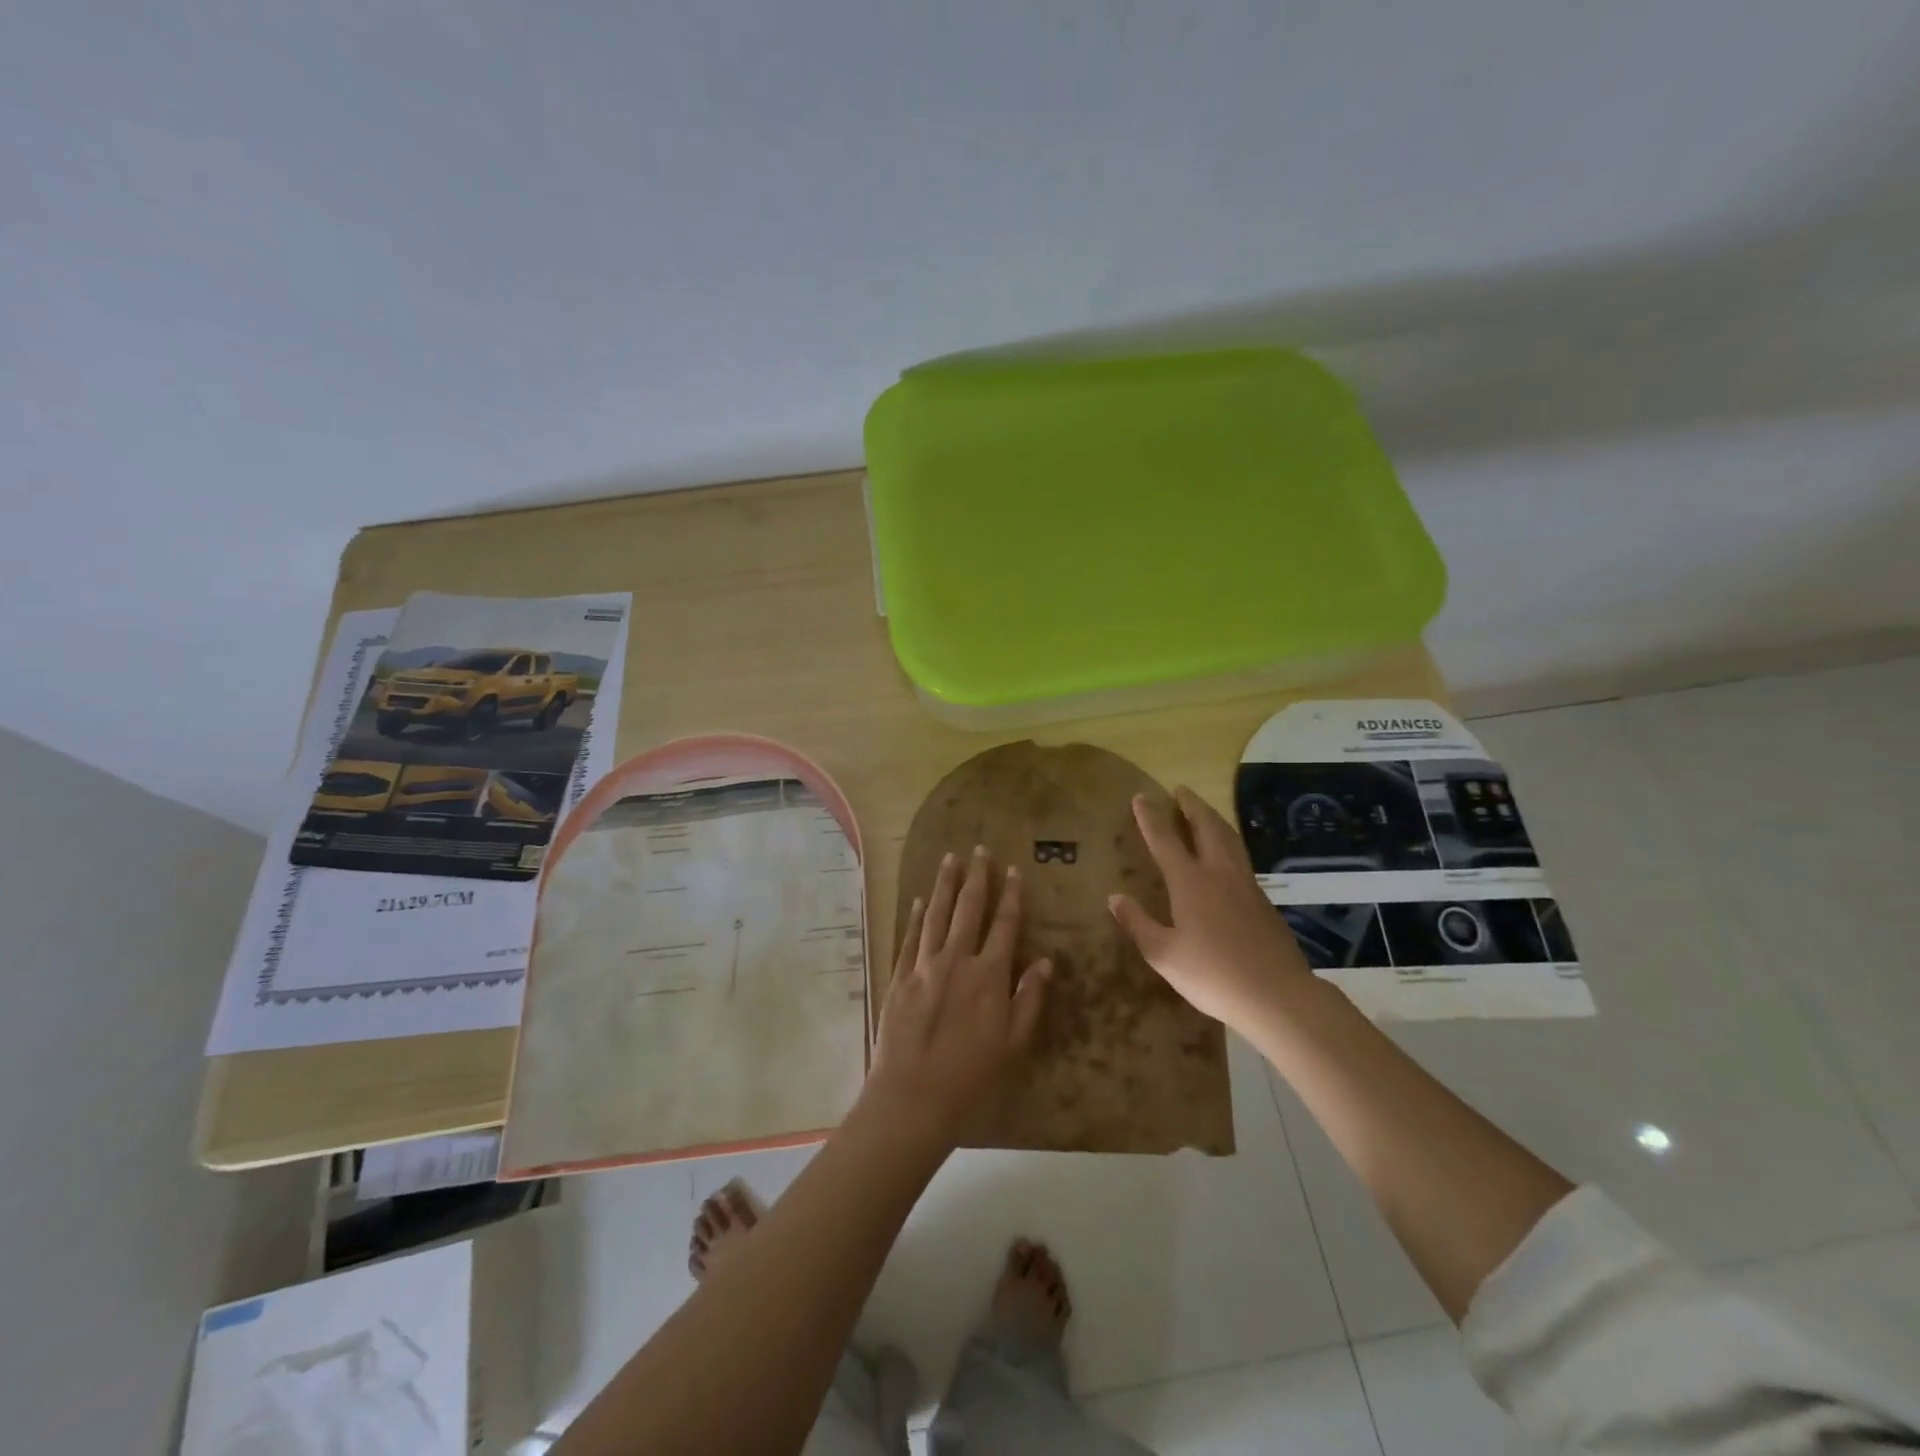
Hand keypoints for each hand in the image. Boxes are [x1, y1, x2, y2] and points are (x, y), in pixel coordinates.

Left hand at [867, 847, 1051, 1144]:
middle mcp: (957, 960)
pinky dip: (916, 916)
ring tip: (950, 858)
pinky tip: (920, 900)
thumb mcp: (1013, 1043)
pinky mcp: (900, 977)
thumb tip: (1047, 962)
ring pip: (936, 914)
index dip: (1011, 896)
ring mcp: (925, 965)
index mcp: (989, 975)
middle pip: (969, 908)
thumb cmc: (971, 1075)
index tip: (1013, 871)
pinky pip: (911, 937)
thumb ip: (1030, 998)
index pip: (1005, 925)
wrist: (914, 1095)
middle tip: (979, 849)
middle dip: (976, 877)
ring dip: (944, 884)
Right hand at [1108, 786, 1312, 1030]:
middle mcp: (1218, 873)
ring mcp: (1245, 885)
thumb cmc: (1213, 975)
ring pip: (1229, 839)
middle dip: (1191, 806)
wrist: (1278, 995)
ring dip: (1213, 819)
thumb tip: (1114, 897)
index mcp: (1190, 882)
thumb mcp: (1163, 955)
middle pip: (1206, 827)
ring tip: (1203, 811)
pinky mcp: (1263, 901)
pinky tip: (1227, 854)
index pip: (1165, 840)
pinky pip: (1241, 857)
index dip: (1150, 817)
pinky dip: (1228, 842)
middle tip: (1180, 790)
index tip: (1140, 797)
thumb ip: (1138, 923)